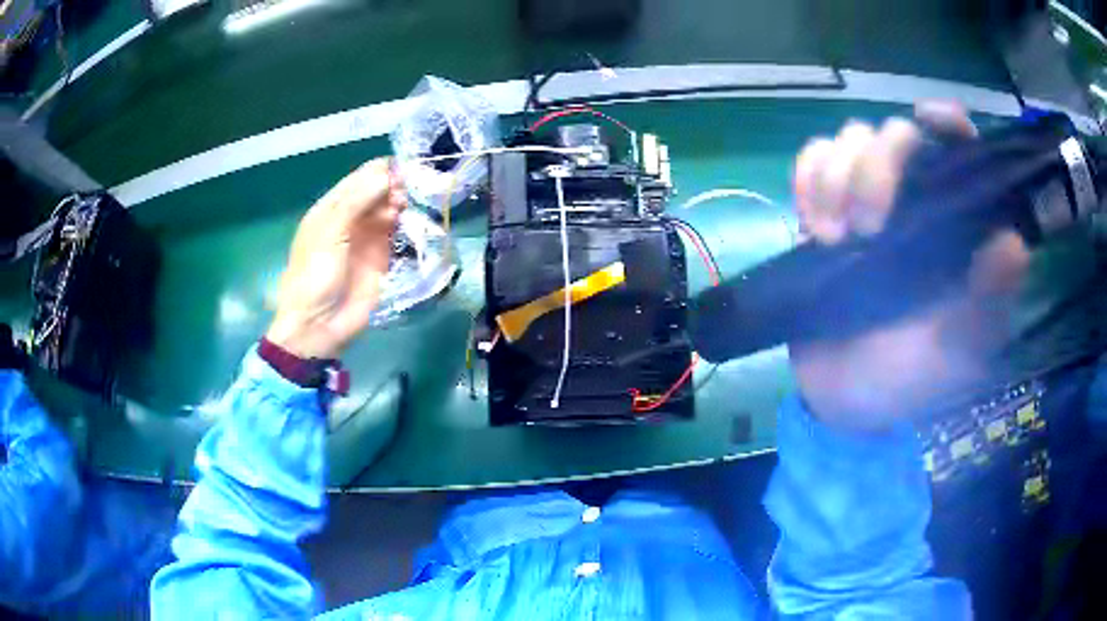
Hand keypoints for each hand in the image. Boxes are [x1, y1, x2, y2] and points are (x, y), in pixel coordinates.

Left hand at [266, 158, 406, 359]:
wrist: (318, 326)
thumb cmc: (314, 276)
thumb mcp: (329, 234)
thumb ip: (356, 202)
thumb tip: (387, 174)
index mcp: (332, 208)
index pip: (361, 177)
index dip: (381, 170)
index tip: (403, 170)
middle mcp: (351, 218)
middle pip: (379, 191)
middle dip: (395, 186)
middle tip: (405, 194)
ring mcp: (367, 238)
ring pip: (391, 210)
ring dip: (401, 204)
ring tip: (405, 209)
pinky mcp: (382, 258)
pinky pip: (397, 233)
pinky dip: (407, 224)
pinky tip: (411, 222)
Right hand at [790, 101, 1030, 429]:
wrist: (846, 399)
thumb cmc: (912, 379)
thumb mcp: (961, 353)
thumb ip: (989, 304)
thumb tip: (1014, 243)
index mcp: (957, 226)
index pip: (960, 148)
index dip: (946, 121)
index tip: (926, 120)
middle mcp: (916, 201)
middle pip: (894, 133)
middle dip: (876, 167)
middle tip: (867, 229)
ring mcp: (866, 202)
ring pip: (848, 140)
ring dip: (836, 178)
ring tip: (833, 237)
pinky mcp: (825, 213)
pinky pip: (811, 163)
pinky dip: (808, 179)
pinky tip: (811, 222)